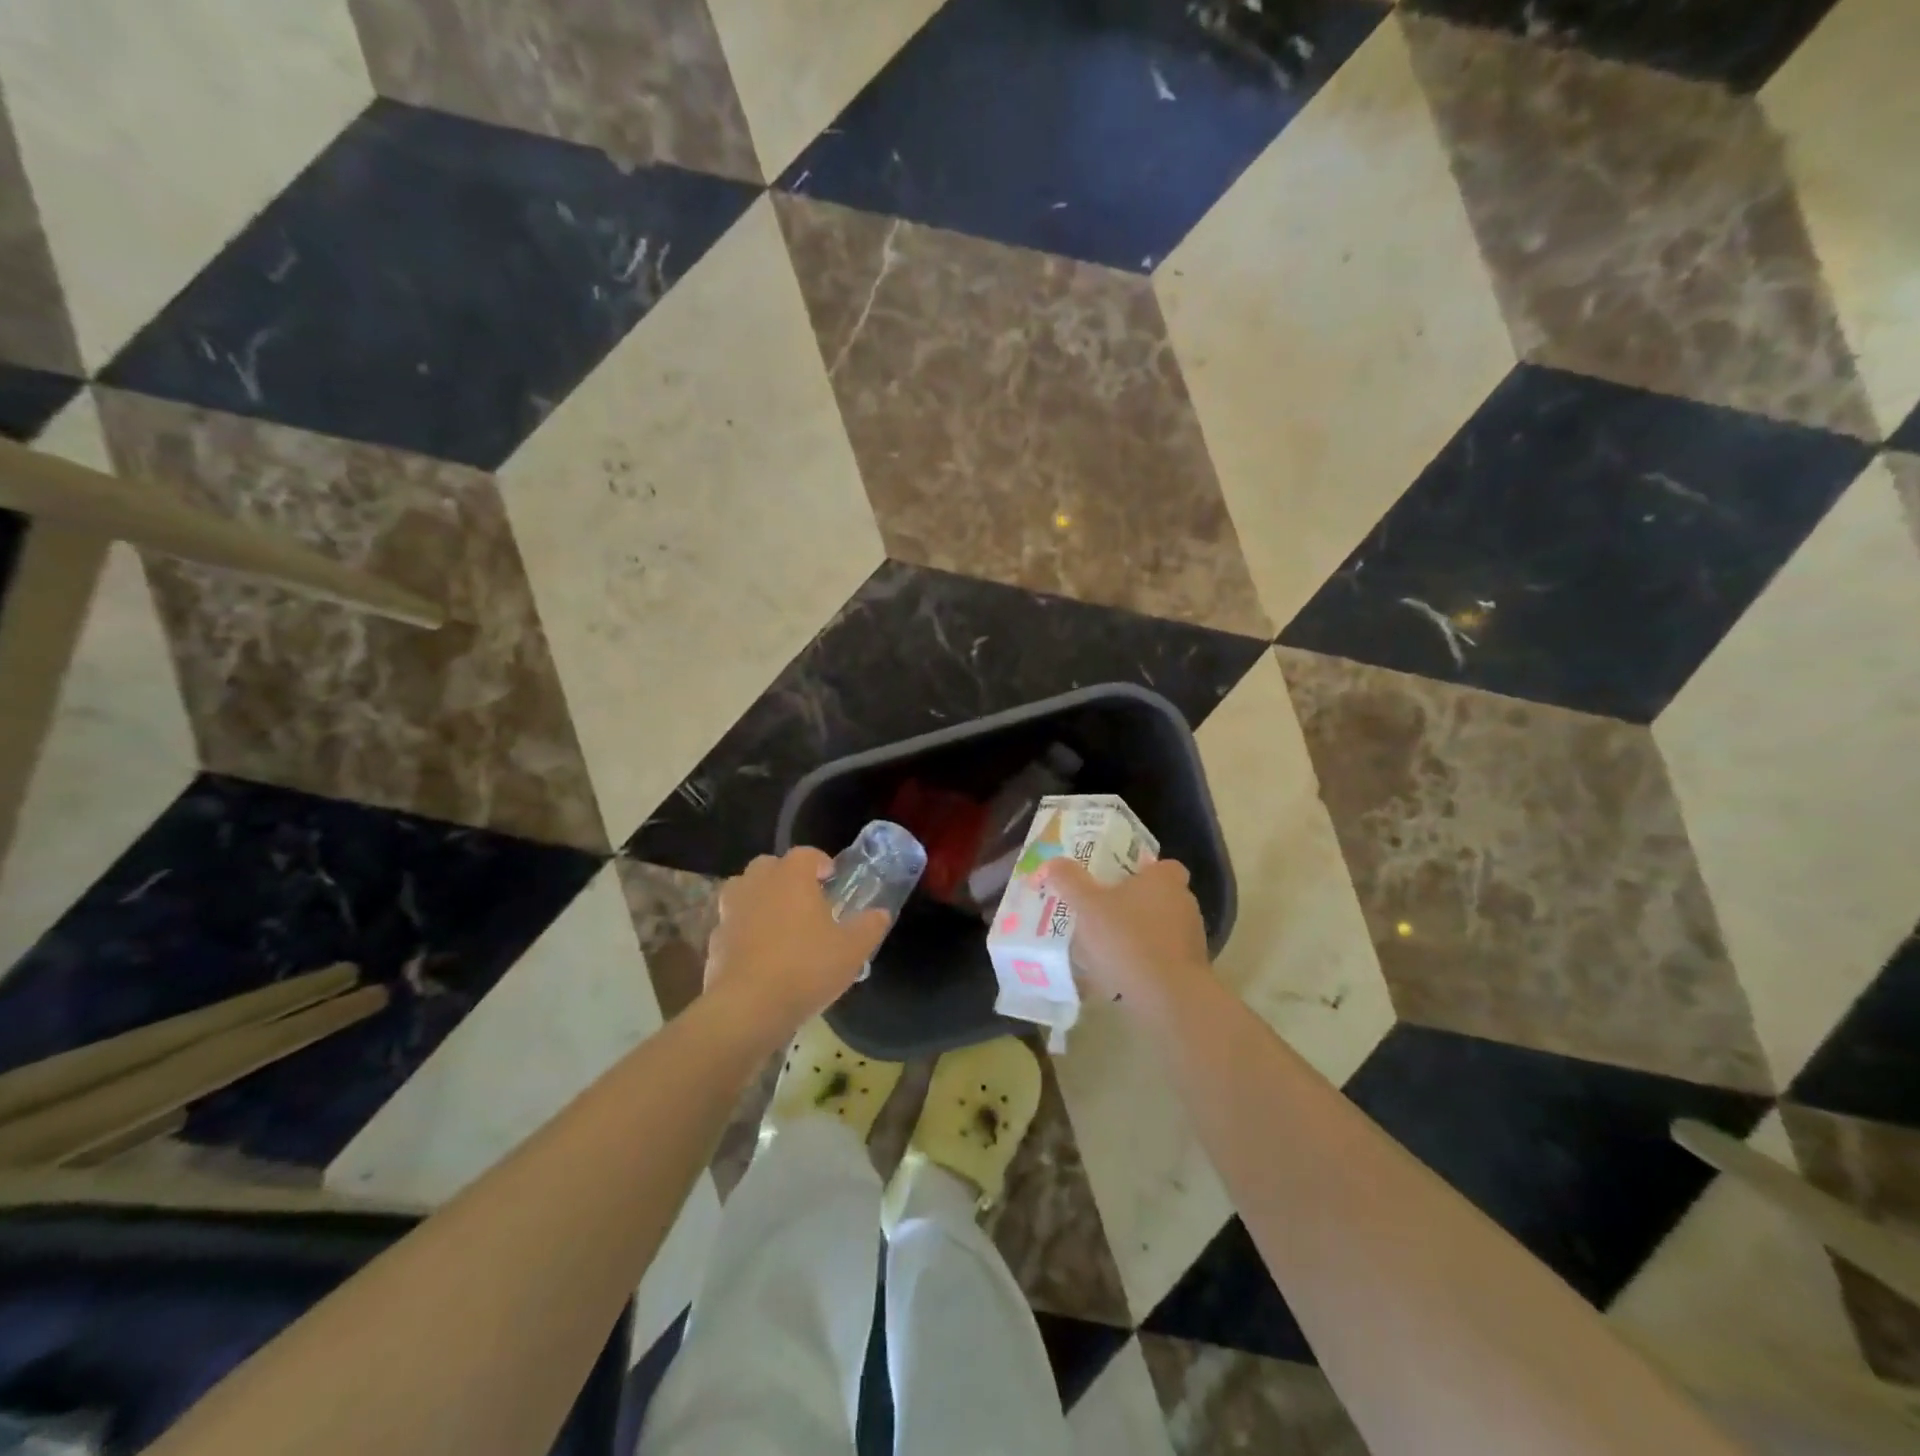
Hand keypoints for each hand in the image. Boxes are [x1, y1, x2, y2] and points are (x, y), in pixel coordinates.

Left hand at [704, 848, 889, 1039]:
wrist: (748, 1008)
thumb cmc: (806, 968)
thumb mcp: (852, 950)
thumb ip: (869, 927)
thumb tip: (880, 913)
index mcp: (791, 877)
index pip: (806, 854)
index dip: (820, 862)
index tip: (831, 878)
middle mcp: (757, 884)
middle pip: (769, 866)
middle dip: (786, 876)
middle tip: (805, 900)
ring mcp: (731, 911)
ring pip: (744, 890)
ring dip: (760, 898)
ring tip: (780, 923)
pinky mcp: (714, 940)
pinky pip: (732, 924)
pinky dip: (744, 930)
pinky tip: (760, 954)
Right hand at [1040, 857, 1211, 1009]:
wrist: (1168, 998)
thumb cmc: (1128, 939)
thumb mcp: (1087, 905)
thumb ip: (1069, 880)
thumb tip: (1051, 863)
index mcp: (1165, 879)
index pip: (1159, 865)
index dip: (1138, 871)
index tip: (1113, 882)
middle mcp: (1184, 903)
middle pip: (1156, 896)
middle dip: (1131, 904)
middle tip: (1099, 913)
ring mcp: (1191, 937)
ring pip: (1158, 928)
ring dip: (1136, 935)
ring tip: (1102, 948)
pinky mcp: (1190, 969)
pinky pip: (1160, 957)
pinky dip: (1143, 962)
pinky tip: (1117, 976)